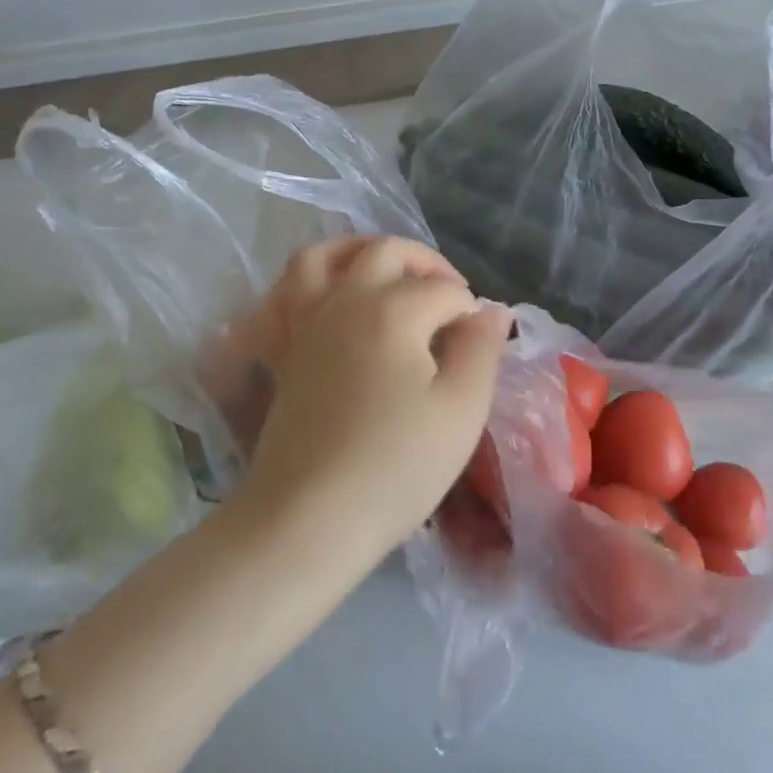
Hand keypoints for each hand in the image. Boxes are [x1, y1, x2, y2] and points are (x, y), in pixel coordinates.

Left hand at [238, 236, 511, 562]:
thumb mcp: (461, 410)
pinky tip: (329, 300)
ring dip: (359, 251)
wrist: (306, 521)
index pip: (444, 291)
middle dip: (426, 263)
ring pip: (322, 257)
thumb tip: (492, 311)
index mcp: (392, 310)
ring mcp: (303, 323)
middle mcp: (343, 300)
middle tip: (450, 296)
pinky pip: (283, 296)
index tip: (481, 344)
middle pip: (385, 252)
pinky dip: (307, 284)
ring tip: (387, 271)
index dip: (471, 311)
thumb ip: (481, 350)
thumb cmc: (395, 467)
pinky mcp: (280, 352)